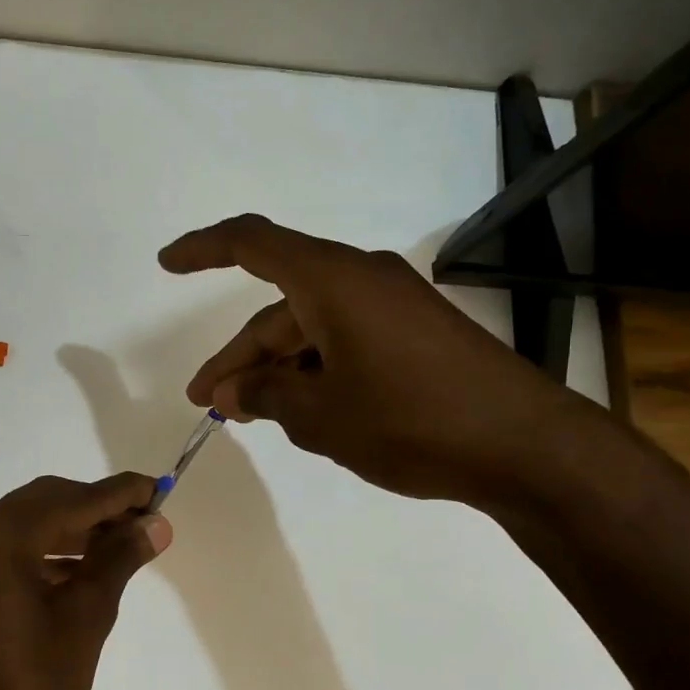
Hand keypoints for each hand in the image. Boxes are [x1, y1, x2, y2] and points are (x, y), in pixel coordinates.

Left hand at [0, 473, 171, 689]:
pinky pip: (9, 546)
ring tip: (121, 546)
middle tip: (144, 523)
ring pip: (29, 522)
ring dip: (74, 529)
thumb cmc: (29, 685)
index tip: (160, 490)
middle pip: (49, 501)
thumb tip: (155, 524)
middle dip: (98, 509)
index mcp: (4, 534)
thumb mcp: (84, 619)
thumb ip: (118, 560)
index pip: (76, 499)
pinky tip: (80, 569)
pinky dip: (46, 550)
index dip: (122, 494)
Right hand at [158, 214, 599, 510]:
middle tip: (208, 404)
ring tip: (250, 416)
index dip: (203, 249)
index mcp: (332, 280)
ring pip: (312, 330)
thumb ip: (265, 396)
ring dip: (277, 369)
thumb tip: (230, 391)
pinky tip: (305, 412)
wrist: (523, 445)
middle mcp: (361, 280)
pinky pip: (345, 342)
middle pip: (279, 309)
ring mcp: (393, 307)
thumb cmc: (410, 420)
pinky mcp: (415, 335)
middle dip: (240, 357)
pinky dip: (315, 371)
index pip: (252, 244)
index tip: (166, 265)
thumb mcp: (321, 415)